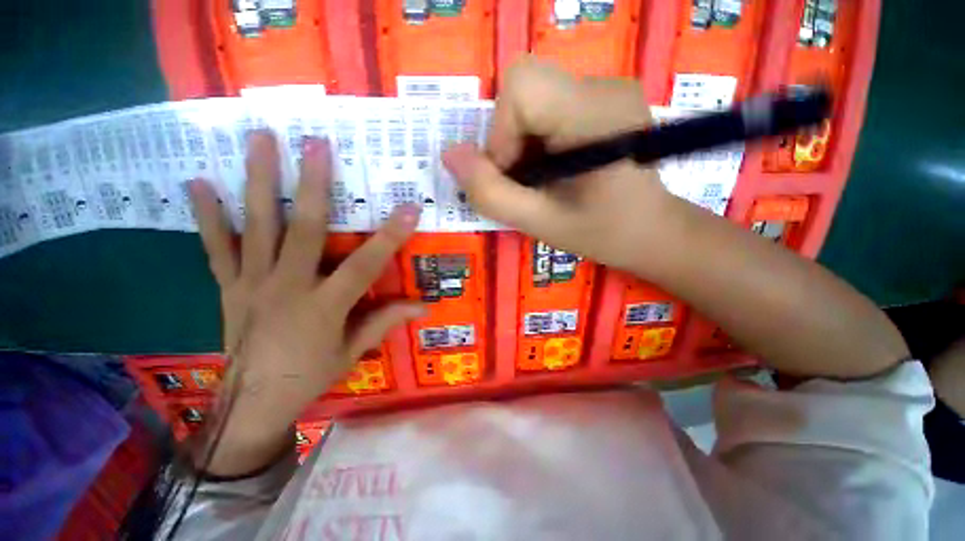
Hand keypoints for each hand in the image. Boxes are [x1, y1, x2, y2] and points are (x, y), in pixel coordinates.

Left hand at [188, 131, 423, 474]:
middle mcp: (287, 287)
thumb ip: (385, 321)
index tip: (408, 208)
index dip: (389, 237)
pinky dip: (207, 216)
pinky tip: (198, 183)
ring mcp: (252, 283)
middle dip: (312, 185)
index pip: (364, 265)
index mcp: (324, 307)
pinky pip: (217, 248)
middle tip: (315, 143)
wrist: (251, 404)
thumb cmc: (309, 377)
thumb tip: (423, 306)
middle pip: (302, 230)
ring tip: (259, 139)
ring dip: (258, 181)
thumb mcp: (352, 352)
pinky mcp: (228, 286)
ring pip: (257, 226)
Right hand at [442, 57, 673, 271]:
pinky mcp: (601, 99)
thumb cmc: (602, 233)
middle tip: (523, 178)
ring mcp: (605, 89)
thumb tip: (450, 155)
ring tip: (540, 178)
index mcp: (595, 115)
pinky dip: (533, 138)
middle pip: (523, 88)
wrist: (651, 231)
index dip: (501, 135)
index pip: (521, 87)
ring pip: (531, 97)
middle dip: (507, 138)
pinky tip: (551, 167)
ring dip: (519, 142)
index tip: (512, 176)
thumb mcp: (540, 223)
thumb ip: (492, 194)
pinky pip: (546, 105)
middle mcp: (604, 87)